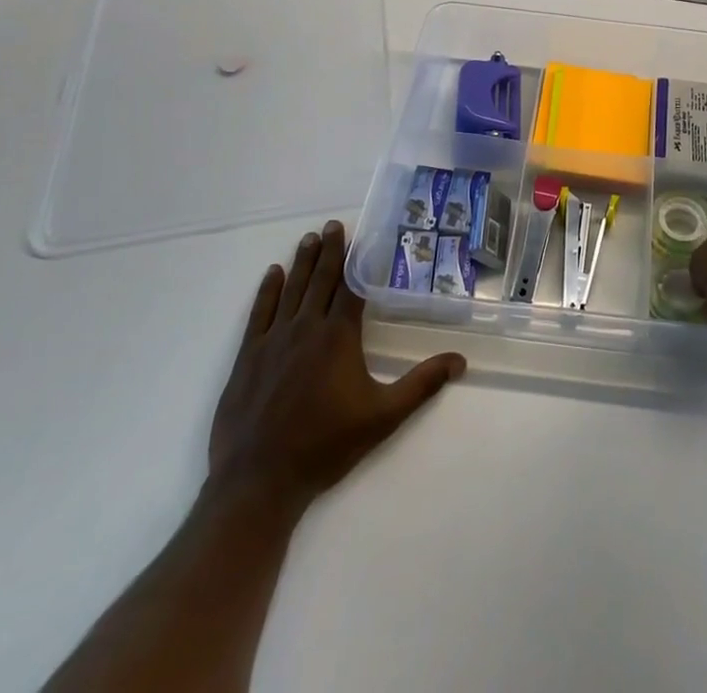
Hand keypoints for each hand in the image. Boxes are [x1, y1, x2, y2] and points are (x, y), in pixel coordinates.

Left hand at [208, 220, 465, 509]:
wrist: (258, 482)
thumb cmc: (325, 446)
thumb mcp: (383, 417)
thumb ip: (421, 385)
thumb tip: (460, 360)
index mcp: (338, 337)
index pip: (350, 287)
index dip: (356, 260)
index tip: (360, 235)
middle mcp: (306, 328)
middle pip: (320, 280)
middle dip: (329, 250)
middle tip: (332, 224)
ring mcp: (272, 341)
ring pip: (291, 290)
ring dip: (302, 262)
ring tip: (309, 238)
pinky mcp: (246, 357)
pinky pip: (259, 313)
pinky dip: (267, 291)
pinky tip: (273, 274)